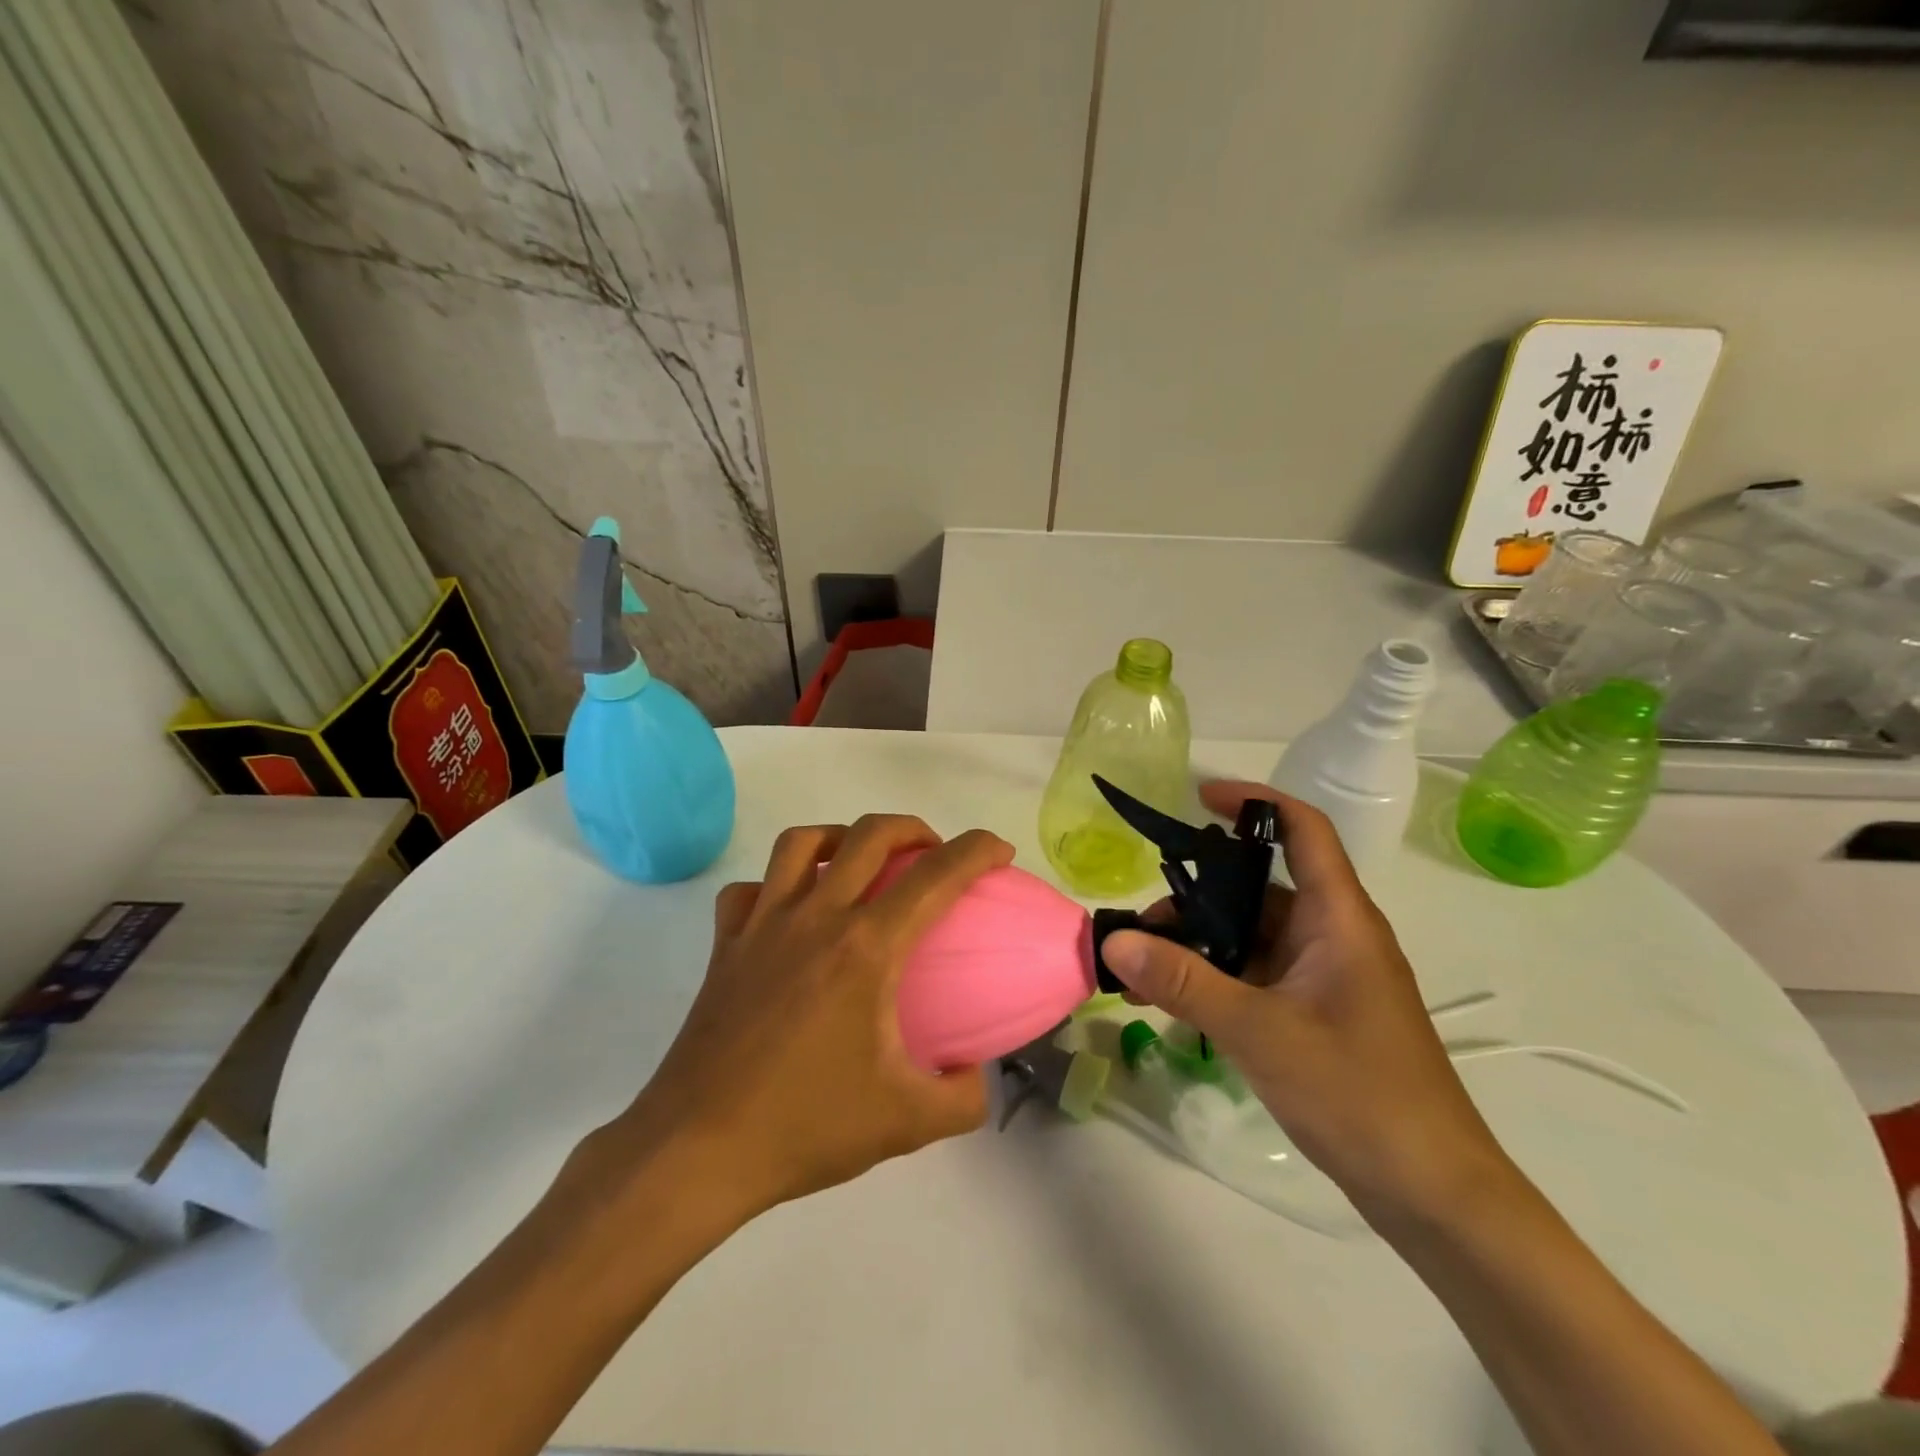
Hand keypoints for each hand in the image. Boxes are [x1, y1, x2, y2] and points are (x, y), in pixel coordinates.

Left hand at [610, 815, 1013, 1220]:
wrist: (699, 1149)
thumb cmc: (805, 1127)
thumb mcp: (907, 1123)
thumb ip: (964, 1098)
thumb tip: (977, 1074)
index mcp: (867, 947)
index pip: (936, 875)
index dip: (977, 850)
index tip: (999, 851)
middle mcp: (816, 916)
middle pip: (871, 833)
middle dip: (915, 829)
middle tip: (934, 854)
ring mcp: (763, 923)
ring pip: (803, 842)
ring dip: (843, 837)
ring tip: (862, 862)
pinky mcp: (727, 943)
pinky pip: (751, 888)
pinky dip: (776, 883)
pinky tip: (791, 909)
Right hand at [1100, 782, 1511, 1226]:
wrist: (1433, 1194)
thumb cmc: (1360, 1095)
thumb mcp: (1261, 1033)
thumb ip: (1186, 983)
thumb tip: (1116, 941)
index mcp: (1340, 919)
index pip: (1303, 830)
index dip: (1254, 801)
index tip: (1197, 798)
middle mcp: (1334, 936)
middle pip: (1260, 887)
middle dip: (1198, 896)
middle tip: (1143, 926)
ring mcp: (1325, 977)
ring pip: (1253, 935)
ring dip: (1201, 944)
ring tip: (1145, 971)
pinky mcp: (1316, 1013)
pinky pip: (1256, 974)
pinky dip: (1216, 977)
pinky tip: (1173, 1002)